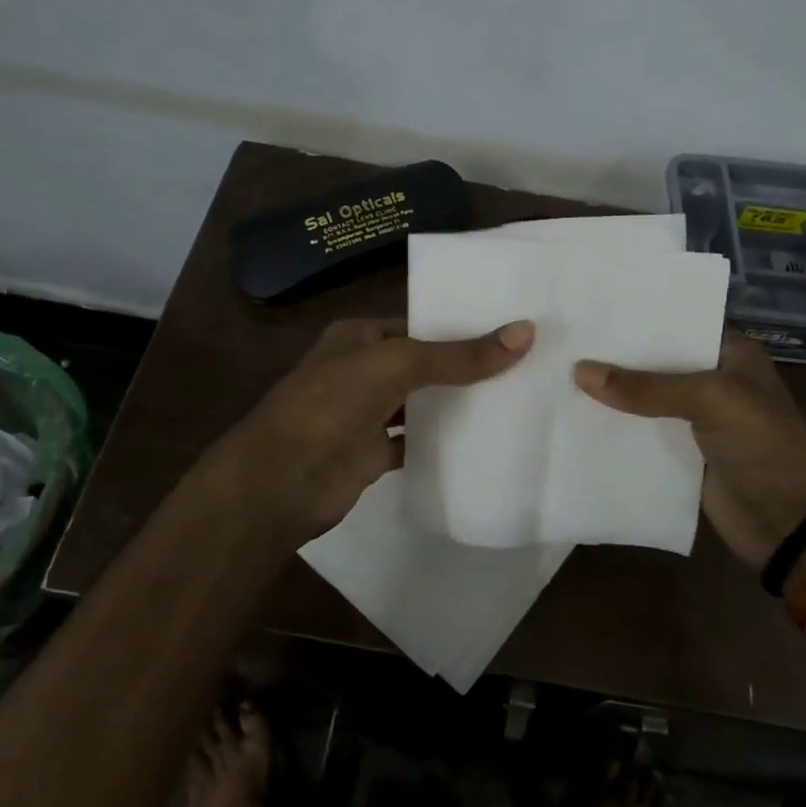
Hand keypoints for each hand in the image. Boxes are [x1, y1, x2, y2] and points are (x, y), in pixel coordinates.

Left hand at [195, 317, 533, 547]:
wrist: (279, 482)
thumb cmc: (331, 406)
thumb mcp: (397, 366)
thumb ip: (458, 355)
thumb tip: (524, 332)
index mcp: (360, 337)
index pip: (419, 324)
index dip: (461, 325)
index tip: (511, 329)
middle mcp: (363, 370)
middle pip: (424, 364)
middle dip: (465, 366)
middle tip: (526, 364)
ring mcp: (366, 414)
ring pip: (421, 403)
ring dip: (457, 404)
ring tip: (516, 398)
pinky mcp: (372, 454)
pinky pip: (415, 442)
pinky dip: (442, 442)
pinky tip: (483, 442)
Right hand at [573, 331, 805, 569]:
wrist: (788, 523)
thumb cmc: (763, 445)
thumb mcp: (710, 401)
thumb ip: (646, 387)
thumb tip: (579, 371)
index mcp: (730, 353)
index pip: (677, 324)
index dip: (637, 318)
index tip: (589, 308)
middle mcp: (711, 379)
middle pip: (655, 361)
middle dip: (615, 355)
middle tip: (562, 338)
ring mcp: (695, 418)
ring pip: (644, 397)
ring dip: (610, 392)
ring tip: (556, 371)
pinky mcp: (680, 452)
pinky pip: (641, 432)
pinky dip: (615, 426)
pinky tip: (574, 415)